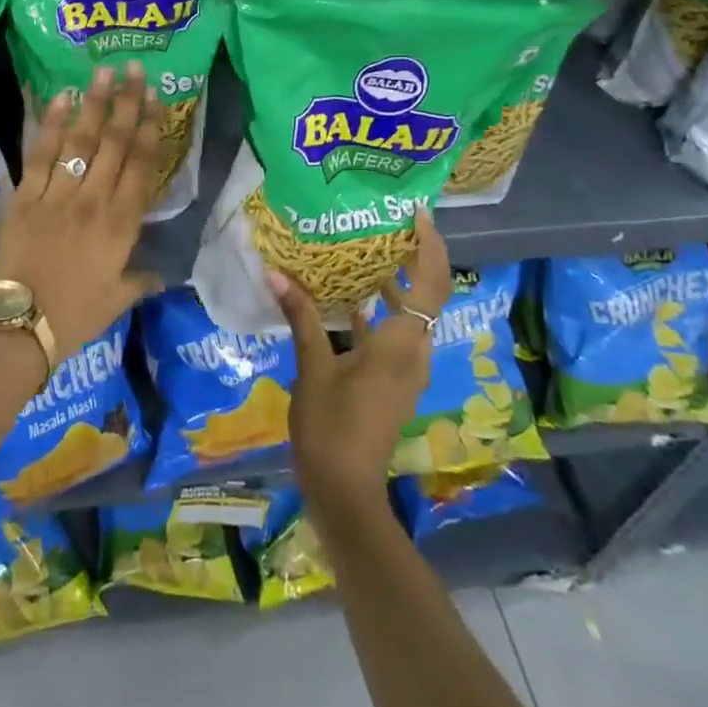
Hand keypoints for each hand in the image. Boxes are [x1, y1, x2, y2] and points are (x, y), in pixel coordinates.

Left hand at [0, 62, 164, 353]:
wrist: (20, 328)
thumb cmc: (75, 316)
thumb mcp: (118, 300)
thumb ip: (142, 280)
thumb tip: (162, 274)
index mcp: (122, 225)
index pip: (142, 165)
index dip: (150, 128)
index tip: (155, 98)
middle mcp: (95, 201)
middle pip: (115, 143)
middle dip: (127, 103)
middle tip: (134, 69)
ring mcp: (58, 195)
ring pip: (80, 141)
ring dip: (93, 104)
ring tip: (103, 72)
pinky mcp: (25, 196)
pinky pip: (39, 154)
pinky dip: (49, 124)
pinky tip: (59, 97)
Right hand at [270, 208, 450, 517]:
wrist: (345, 491)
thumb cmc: (331, 427)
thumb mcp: (313, 368)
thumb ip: (302, 318)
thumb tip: (276, 273)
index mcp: (400, 345)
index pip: (431, 285)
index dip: (430, 248)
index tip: (416, 215)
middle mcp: (412, 353)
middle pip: (425, 296)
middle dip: (411, 259)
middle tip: (382, 226)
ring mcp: (404, 370)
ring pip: (409, 316)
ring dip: (394, 286)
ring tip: (362, 255)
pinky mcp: (391, 382)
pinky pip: (393, 335)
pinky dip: (378, 313)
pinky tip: (346, 303)